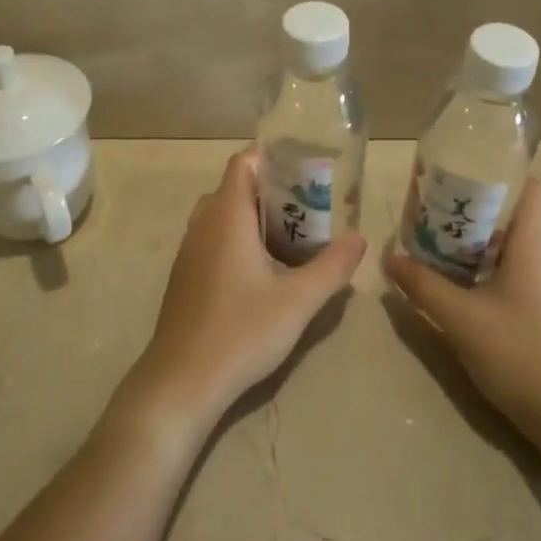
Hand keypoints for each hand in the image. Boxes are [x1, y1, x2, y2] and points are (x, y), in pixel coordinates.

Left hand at [126, 149, 364, 434]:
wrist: (181, 382)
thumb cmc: (241, 332)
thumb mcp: (298, 301)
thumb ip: (332, 267)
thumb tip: (359, 238)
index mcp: (226, 216)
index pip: (242, 162)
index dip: (272, 158)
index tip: (306, 170)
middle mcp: (203, 223)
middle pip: (236, 187)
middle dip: (272, 191)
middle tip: (309, 208)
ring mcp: (190, 250)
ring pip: (223, 214)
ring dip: (255, 217)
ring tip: (293, 236)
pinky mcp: (186, 275)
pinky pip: (214, 238)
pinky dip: (238, 239)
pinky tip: (263, 271)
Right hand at [384, 180, 540, 458]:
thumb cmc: (520, 354)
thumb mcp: (460, 319)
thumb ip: (423, 286)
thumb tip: (389, 259)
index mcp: (535, 245)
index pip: (532, 188)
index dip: (502, 175)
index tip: (464, 178)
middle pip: (520, 218)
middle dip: (480, 213)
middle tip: (439, 218)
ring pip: (521, 250)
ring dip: (487, 247)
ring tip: (447, 253)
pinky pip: (527, 277)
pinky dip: (499, 274)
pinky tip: (473, 294)